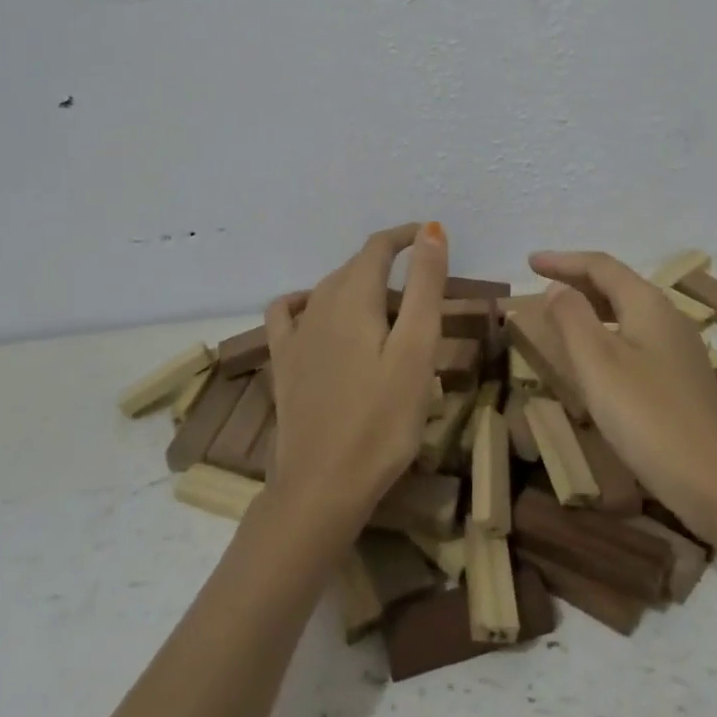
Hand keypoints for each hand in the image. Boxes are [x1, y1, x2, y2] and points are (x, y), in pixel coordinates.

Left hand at [263, 222, 448, 536]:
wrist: (322, 485)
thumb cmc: (382, 419)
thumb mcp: (417, 349)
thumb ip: (425, 286)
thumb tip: (431, 231)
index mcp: (354, 297)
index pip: (379, 248)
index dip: (406, 236)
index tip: (433, 237)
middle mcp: (319, 304)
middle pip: (355, 267)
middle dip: (388, 262)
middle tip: (423, 283)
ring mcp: (295, 334)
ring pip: (328, 288)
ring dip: (358, 282)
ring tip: (386, 302)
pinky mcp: (282, 363)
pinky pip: (289, 313)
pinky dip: (308, 300)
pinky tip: (316, 312)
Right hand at [528, 250, 716, 539]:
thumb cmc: (649, 418)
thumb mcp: (598, 364)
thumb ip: (572, 318)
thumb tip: (557, 288)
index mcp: (648, 304)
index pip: (601, 266)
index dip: (563, 260)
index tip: (530, 262)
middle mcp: (668, 317)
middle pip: (617, 285)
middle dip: (577, 280)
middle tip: (541, 284)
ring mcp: (679, 350)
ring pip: (627, 313)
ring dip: (592, 308)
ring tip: (561, 316)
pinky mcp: (682, 380)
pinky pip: (636, 339)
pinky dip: (607, 334)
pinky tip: (596, 359)